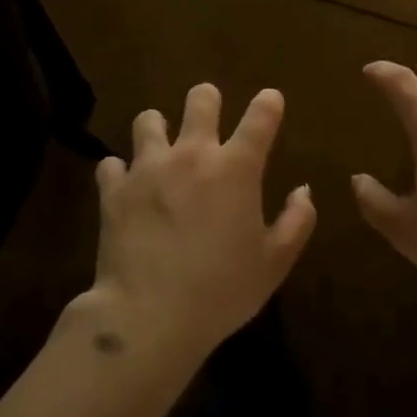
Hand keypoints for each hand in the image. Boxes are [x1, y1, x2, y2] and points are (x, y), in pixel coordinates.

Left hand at [87, 84, 315, 365]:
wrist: (148, 316)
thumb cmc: (220, 291)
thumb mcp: (274, 264)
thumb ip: (297, 222)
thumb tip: (304, 191)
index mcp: (236, 168)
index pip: (260, 117)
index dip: (268, 103)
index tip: (270, 101)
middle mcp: (192, 154)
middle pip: (200, 99)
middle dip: (207, 100)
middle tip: (208, 116)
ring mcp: (148, 167)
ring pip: (149, 120)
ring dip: (158, 129)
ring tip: (161, 147)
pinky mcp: (114, 189)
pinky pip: (112, 164)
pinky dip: (120, 172)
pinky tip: (126, 186)